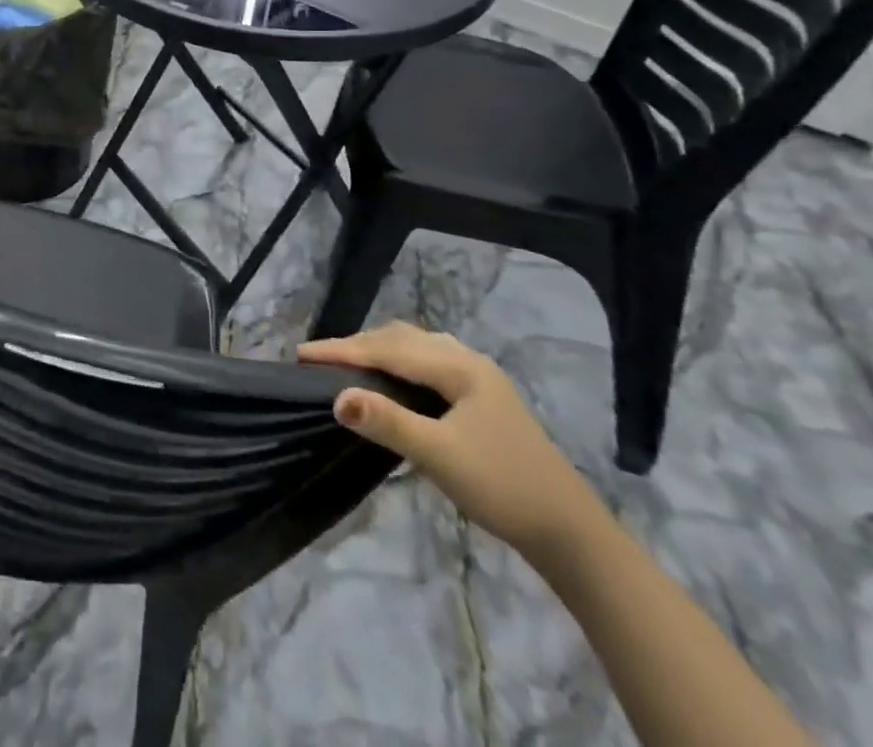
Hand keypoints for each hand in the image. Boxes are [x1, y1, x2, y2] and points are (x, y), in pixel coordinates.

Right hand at [298, 321, 601, 562]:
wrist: (571, 533)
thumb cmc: (503, 488)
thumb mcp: (440, 456)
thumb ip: (388, 423)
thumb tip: (336, 397)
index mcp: (458, 367)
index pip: (387, 348)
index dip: (342, 350)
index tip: (301, 353)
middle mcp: (467, 360)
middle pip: (400, 339)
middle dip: (357, 345)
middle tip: (320, 360)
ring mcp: (478, 378)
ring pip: (415, 348)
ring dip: (378, 350)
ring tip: (348, 365)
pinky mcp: (481, 398)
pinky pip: (426, 363)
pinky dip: (397, 363)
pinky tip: (392, 380)